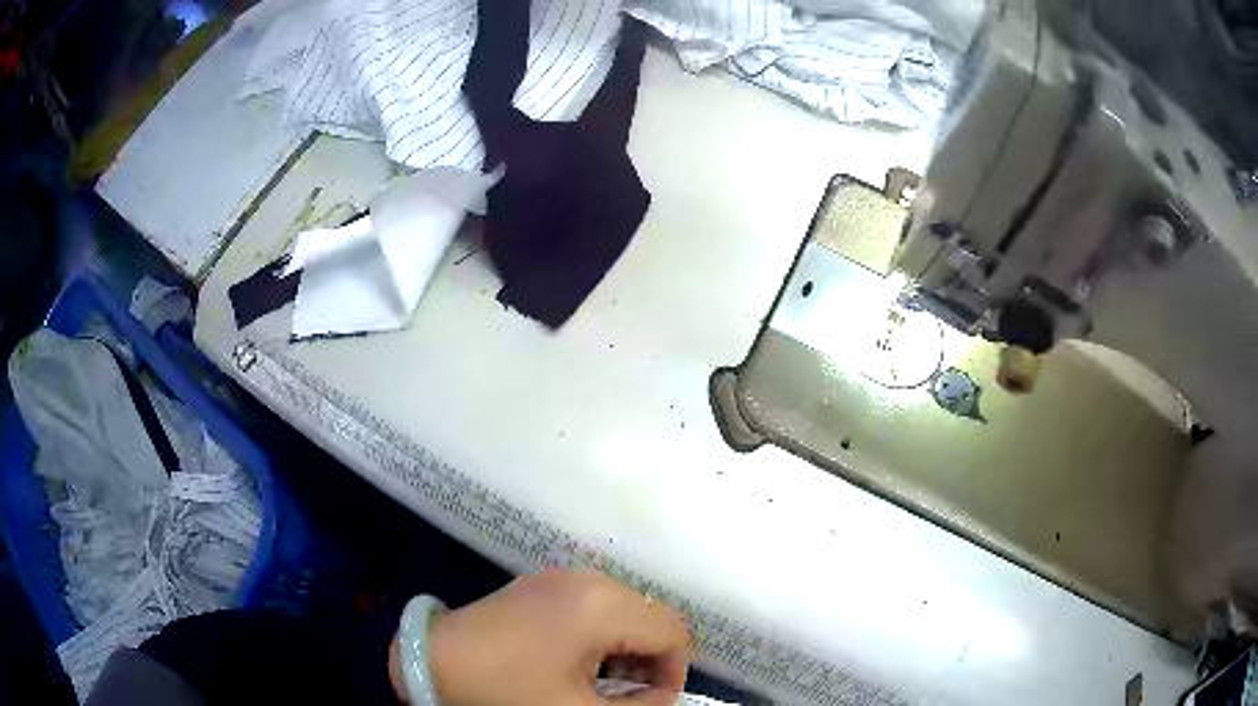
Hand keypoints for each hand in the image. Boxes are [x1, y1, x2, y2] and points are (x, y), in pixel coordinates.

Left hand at [394, 569, 691, 705]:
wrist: (432, 662)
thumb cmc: (507, 690)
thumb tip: (660, 699)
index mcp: (602, 606)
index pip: (673, 634)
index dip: (672, 675)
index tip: (646, 705)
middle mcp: (588, 580)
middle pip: (652, 619)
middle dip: (650, 662)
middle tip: (624, 698)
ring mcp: (562, 578)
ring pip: (626, 612)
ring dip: (627, 649)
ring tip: (601, 683)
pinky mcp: (541, 585)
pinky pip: (595, 606)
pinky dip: (602, 636)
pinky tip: (576, 663)